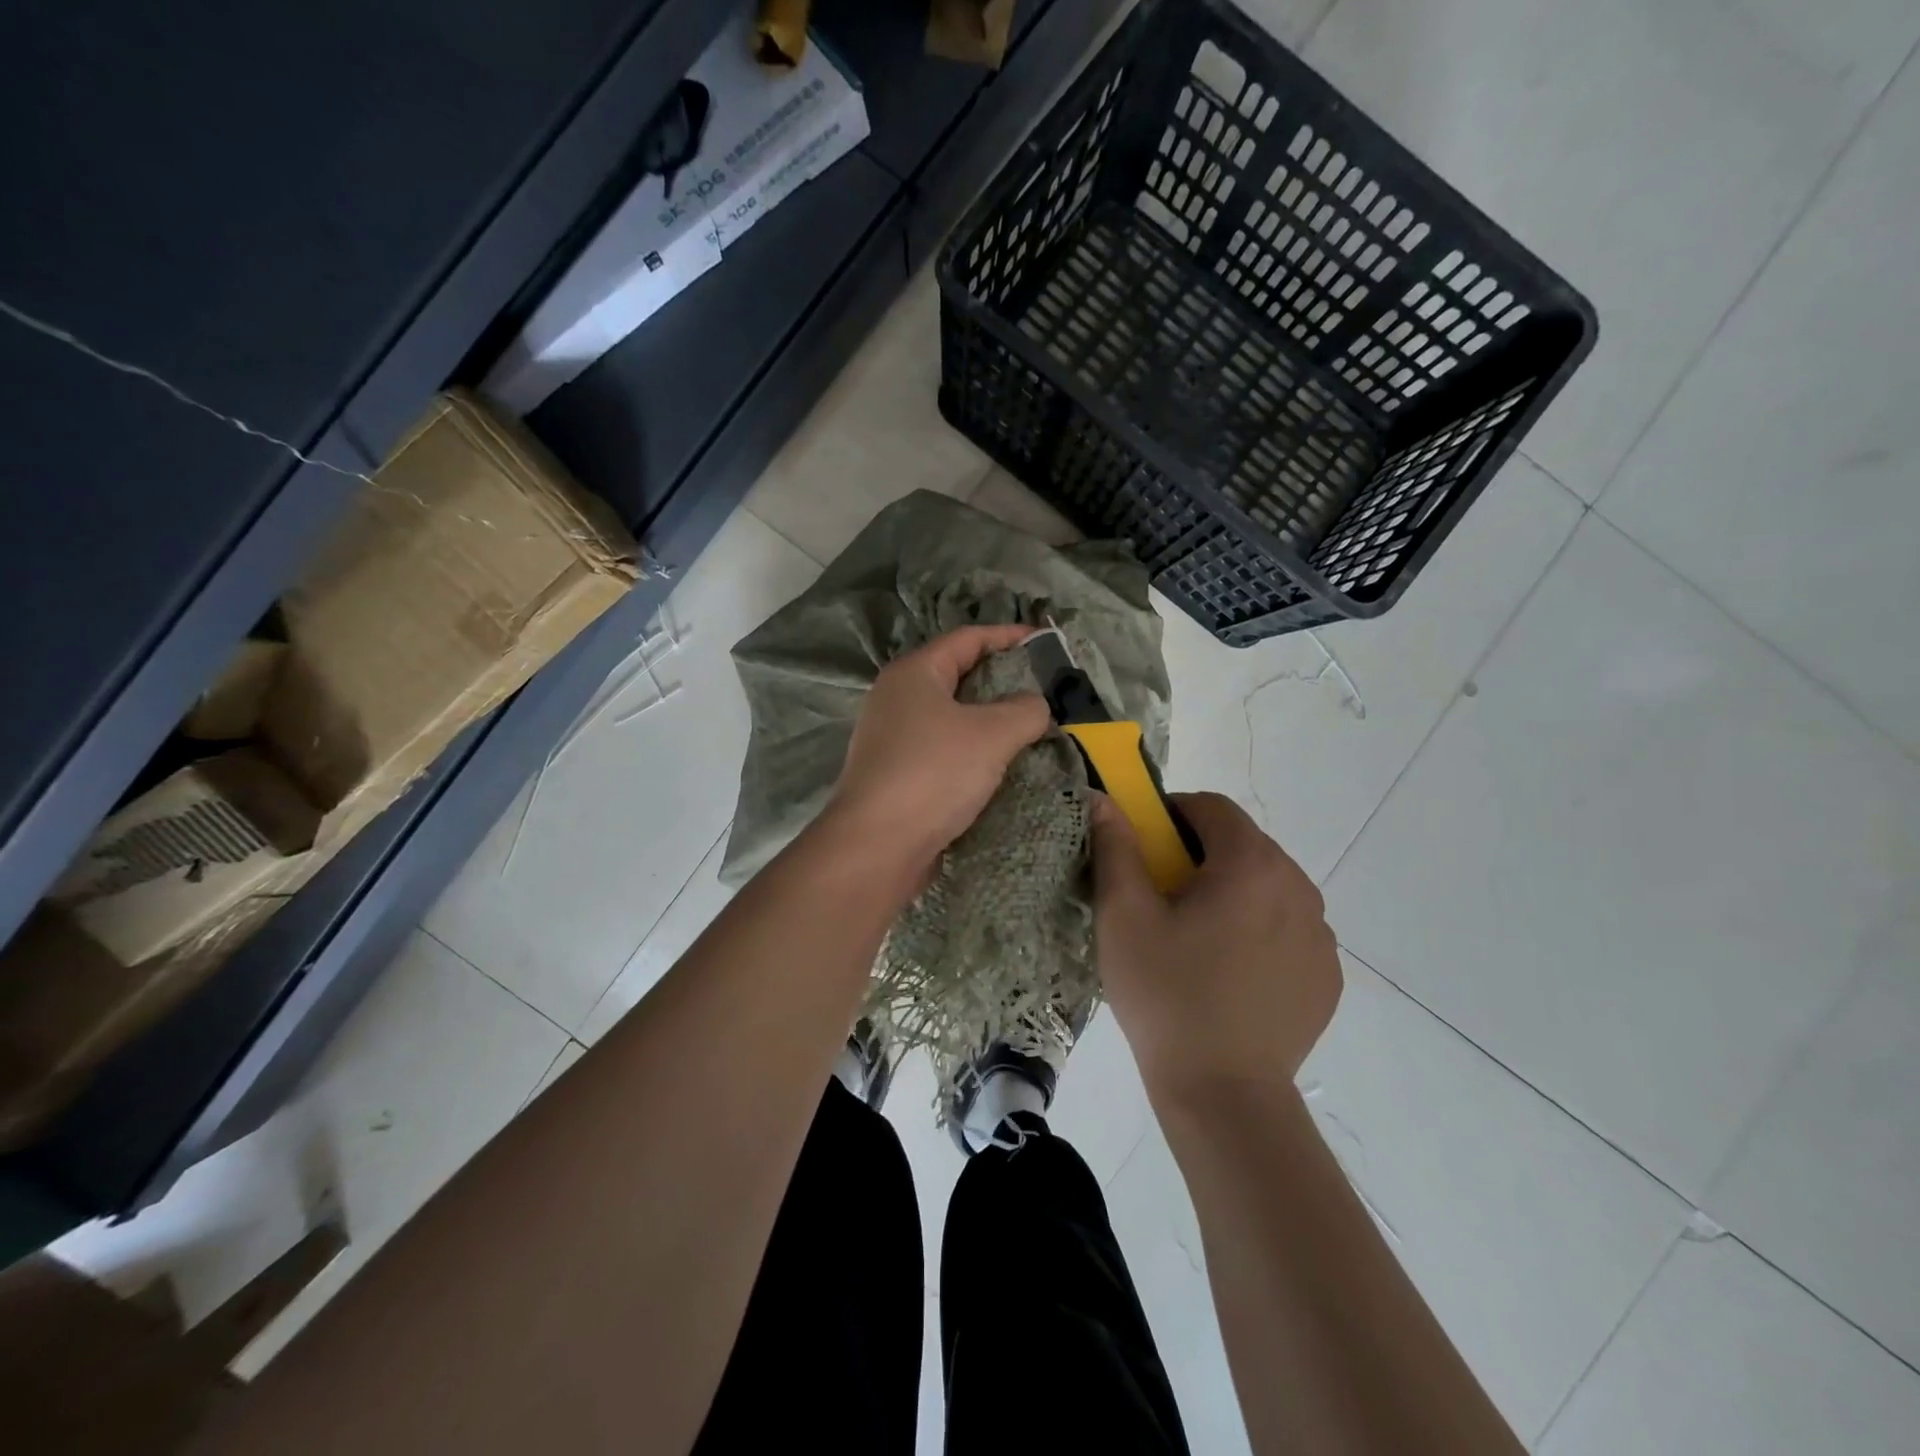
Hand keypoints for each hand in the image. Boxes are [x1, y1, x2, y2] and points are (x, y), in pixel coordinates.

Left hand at [827, 625, 1050, 880]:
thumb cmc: (933, 774)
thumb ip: (1026, 710)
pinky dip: (973, 752)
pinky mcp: (897, 774)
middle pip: (958, 676)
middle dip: (1003, 680)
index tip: (1046, 642)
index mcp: (914, 673)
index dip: (1009, 636)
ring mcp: (893, 738)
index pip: (968, 638)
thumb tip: (1036, 706)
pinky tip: (1001, 767)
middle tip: (1045, 690)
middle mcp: (897, 698)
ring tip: (1031, 729)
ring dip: (990, 721)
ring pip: (952, 717)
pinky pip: (944, 750)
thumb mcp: (992, 734)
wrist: (877, 846)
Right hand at [1091, 791, 1340, 1104]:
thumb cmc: (1165, 994)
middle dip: (1200, 855)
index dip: (1172, 814)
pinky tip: (1228, 972)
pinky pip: (1287, 928)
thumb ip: (1116, 848)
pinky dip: (1258, 930)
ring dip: (1231, 892)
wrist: (1223, 1092)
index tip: (1144, 847)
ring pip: (1267, 886)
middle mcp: (1298, 887)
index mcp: (1251, 865)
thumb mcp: (1124, 916)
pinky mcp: (1326, 974)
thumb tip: (1104, 800)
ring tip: (1195, 939)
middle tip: (1161, 897)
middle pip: (1242, 845)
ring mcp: (1320, 933)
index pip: (1212, 807)